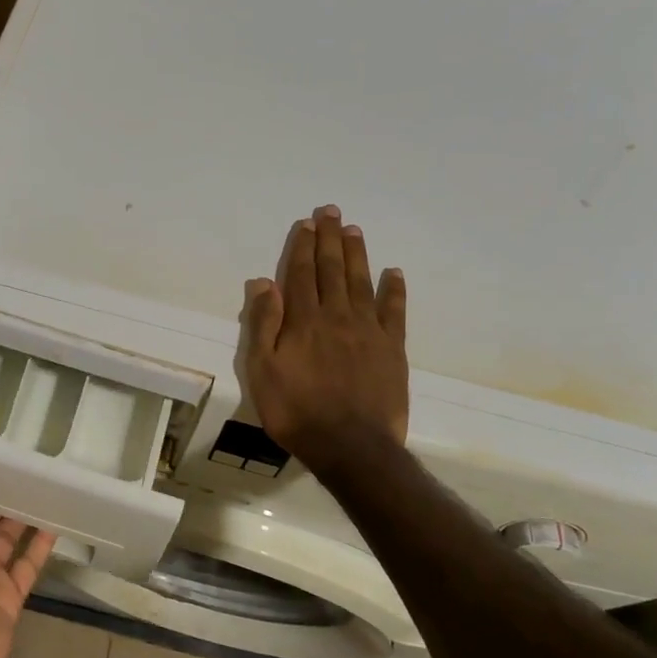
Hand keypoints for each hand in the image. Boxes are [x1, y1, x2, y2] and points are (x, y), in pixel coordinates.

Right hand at [242, 205, 408, 471]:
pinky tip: (394, 272)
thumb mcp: (262, 371)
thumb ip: (264, 324)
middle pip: (332, 270)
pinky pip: (394, 311)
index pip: (300, 275)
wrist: (350, 446)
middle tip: (331, 211)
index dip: (302, 247)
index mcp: (303, 321)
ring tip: (354, 230)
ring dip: (357, 254)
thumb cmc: (296, 411)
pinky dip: (394, 290)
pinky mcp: (392, 349)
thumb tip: (263, 282)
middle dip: (329, 239)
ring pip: (361, 282)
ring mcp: (369, 331)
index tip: (306, 224)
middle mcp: (337, 316)